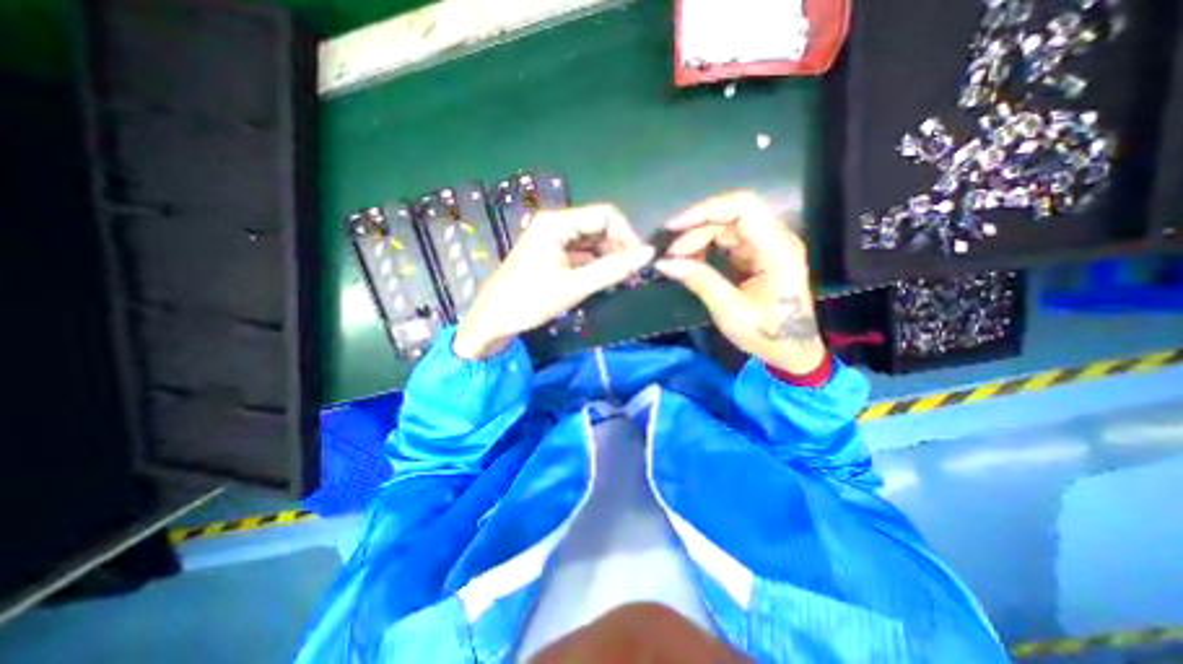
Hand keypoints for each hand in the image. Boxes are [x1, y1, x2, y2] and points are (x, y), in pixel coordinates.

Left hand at [453, 204, 656, 359]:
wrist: (493, 320)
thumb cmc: (529, 300)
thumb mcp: (574, 286)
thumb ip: (612, 268)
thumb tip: (648, 254)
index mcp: (557, 222)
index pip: (606, 215)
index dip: (627, 235)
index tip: (639, 261)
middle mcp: (556, 224)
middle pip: (599, 227)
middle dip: (619, 248)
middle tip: (632, 275)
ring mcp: (552, 240)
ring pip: (592, 242)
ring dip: (609, 258)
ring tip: (621, 280)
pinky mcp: (551, 255)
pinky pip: (581, 254)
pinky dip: (595, 265)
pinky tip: (605, 281)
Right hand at [652, 192, 825, 378]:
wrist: (790, 351)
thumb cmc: (767, 334)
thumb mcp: (731, 311)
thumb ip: (700, 282)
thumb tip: (665, 264)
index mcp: (777, 250)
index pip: (744, 208)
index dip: (707, 210)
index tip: (675, 227)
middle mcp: (775, 240)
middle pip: (732, 215)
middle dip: (697, 229)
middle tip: (672, 254)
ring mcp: (766, 247)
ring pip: (727, 227)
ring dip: (699, 239)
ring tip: (677, 260)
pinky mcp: (757, 256)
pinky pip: (728, 241)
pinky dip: (706, 248)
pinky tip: (691, 262)